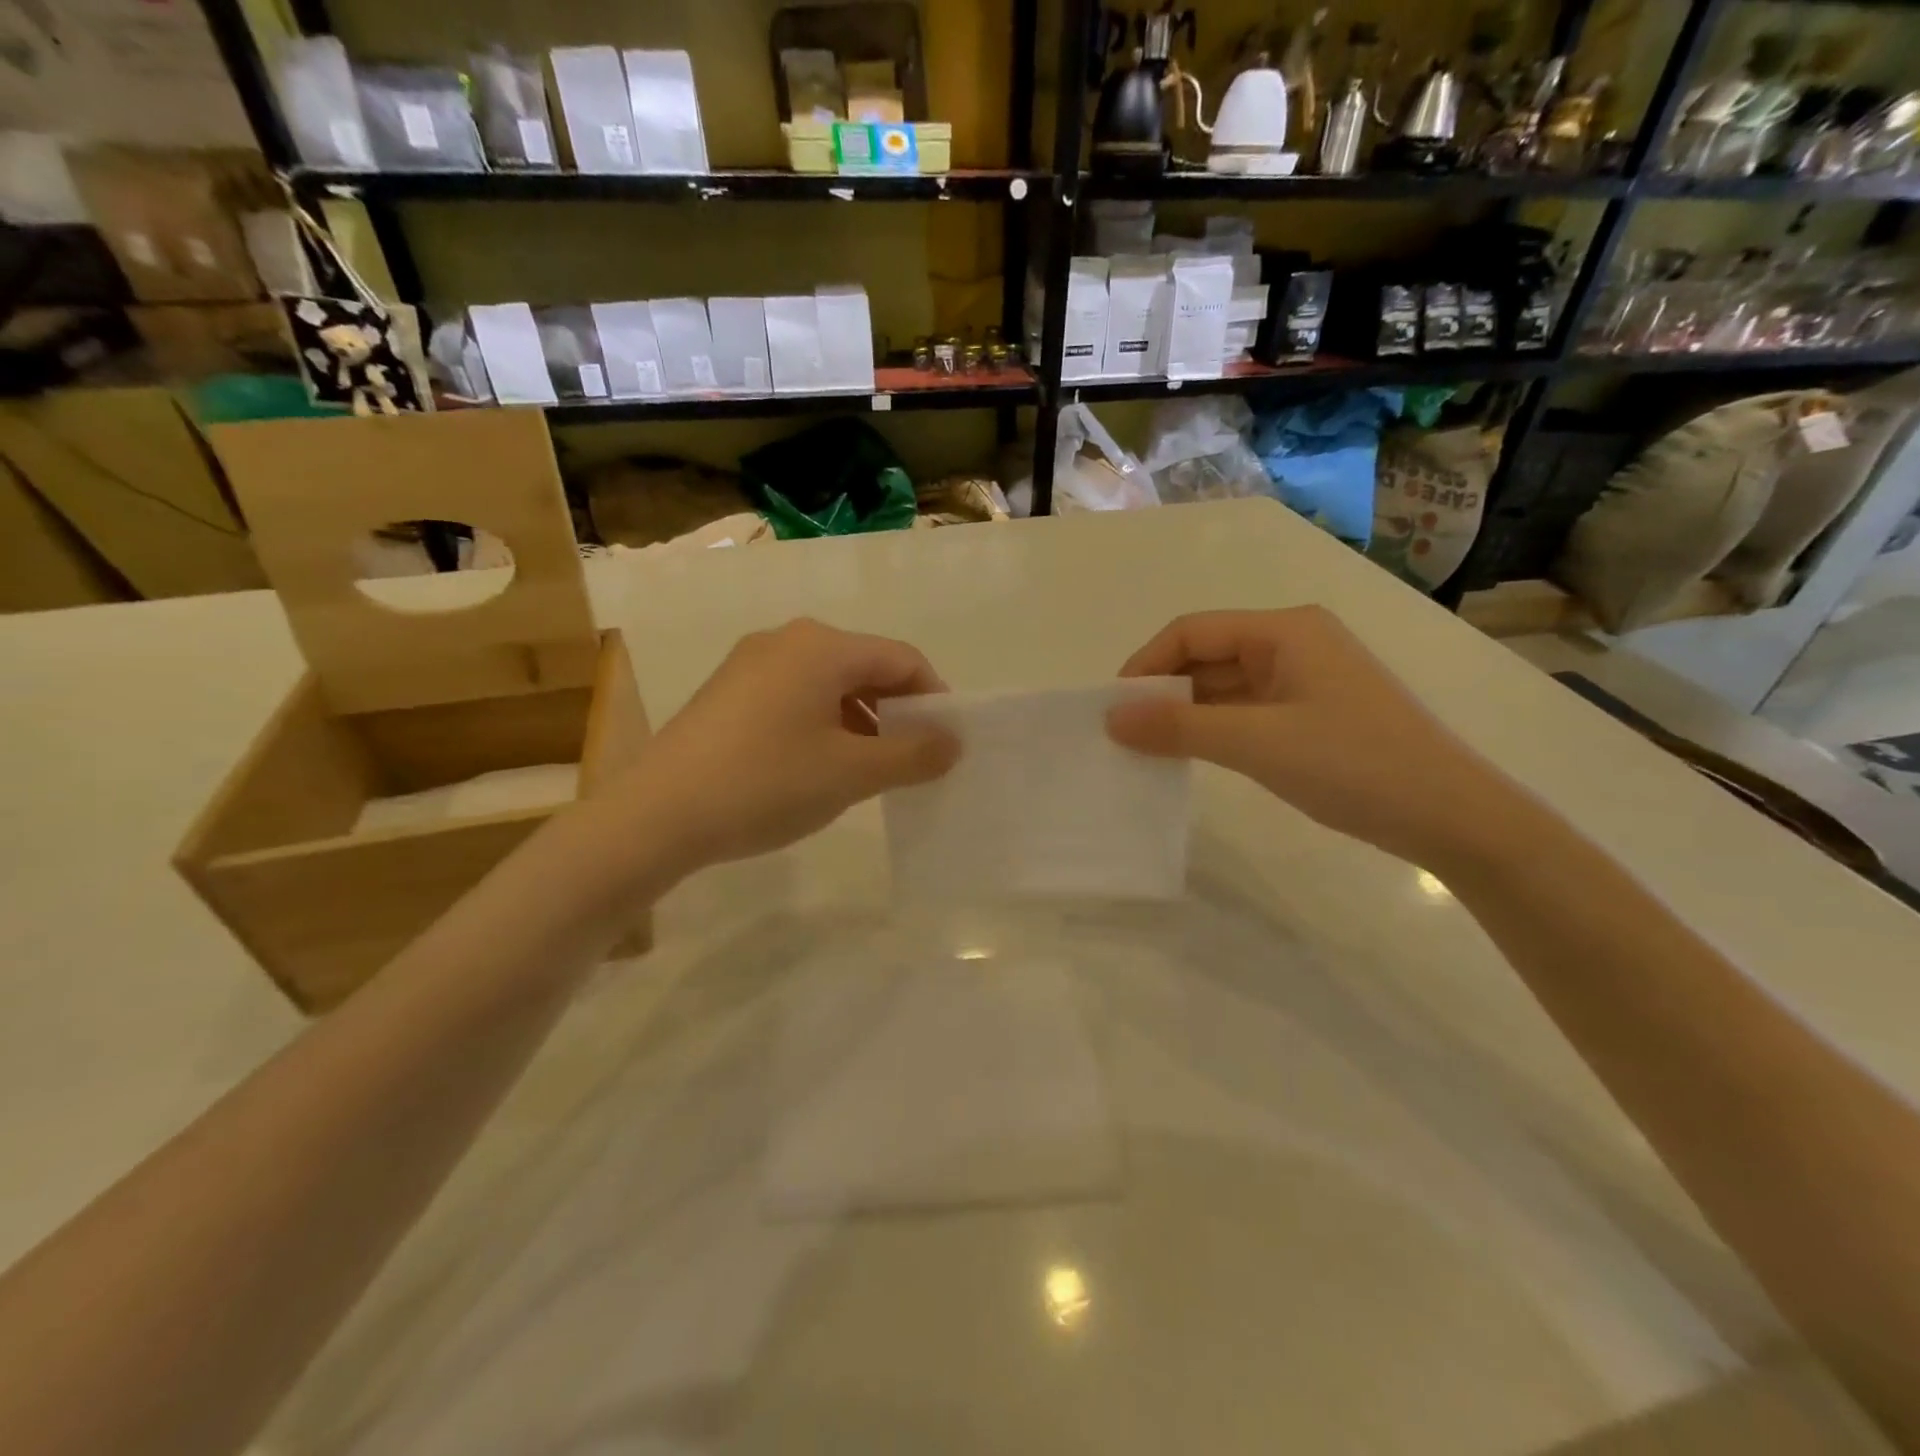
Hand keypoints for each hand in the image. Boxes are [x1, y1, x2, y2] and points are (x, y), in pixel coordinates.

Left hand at [629, 618, 958, 870]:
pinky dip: (823, 724)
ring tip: (868, 770)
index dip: (934, 698)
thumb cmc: (766, 783)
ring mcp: (751, 663)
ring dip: (861, 721)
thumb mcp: (851, 773)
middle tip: (913, 761)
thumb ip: (913, 754)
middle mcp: (787, 640)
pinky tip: (818, 766)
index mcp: (823, 646)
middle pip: (866, 667)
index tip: (947, 744)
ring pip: (829, 684)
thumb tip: (953, 742)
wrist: (657, 815)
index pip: (903, 659)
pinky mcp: (728, 692)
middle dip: (897, 712)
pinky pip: (795, 696)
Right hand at [1108, 607, 1508, 866]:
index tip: (1114, 707)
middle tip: (1124, 733)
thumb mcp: (1257, 743)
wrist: (1451, 817)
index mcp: (1284, 631)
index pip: (1192, 631)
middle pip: (1207, 655)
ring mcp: (1304, 680)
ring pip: (1224, 685)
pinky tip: (1190, 755)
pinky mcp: (1310, 714)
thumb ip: (1179, 728)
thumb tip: (1111, 718)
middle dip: (1163, 690)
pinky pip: (1245, 710)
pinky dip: (1213, 729)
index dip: (1147, 664)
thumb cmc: (1353, 765)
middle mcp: (1292, 644)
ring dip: (1185, 713)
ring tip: (1147, 748)